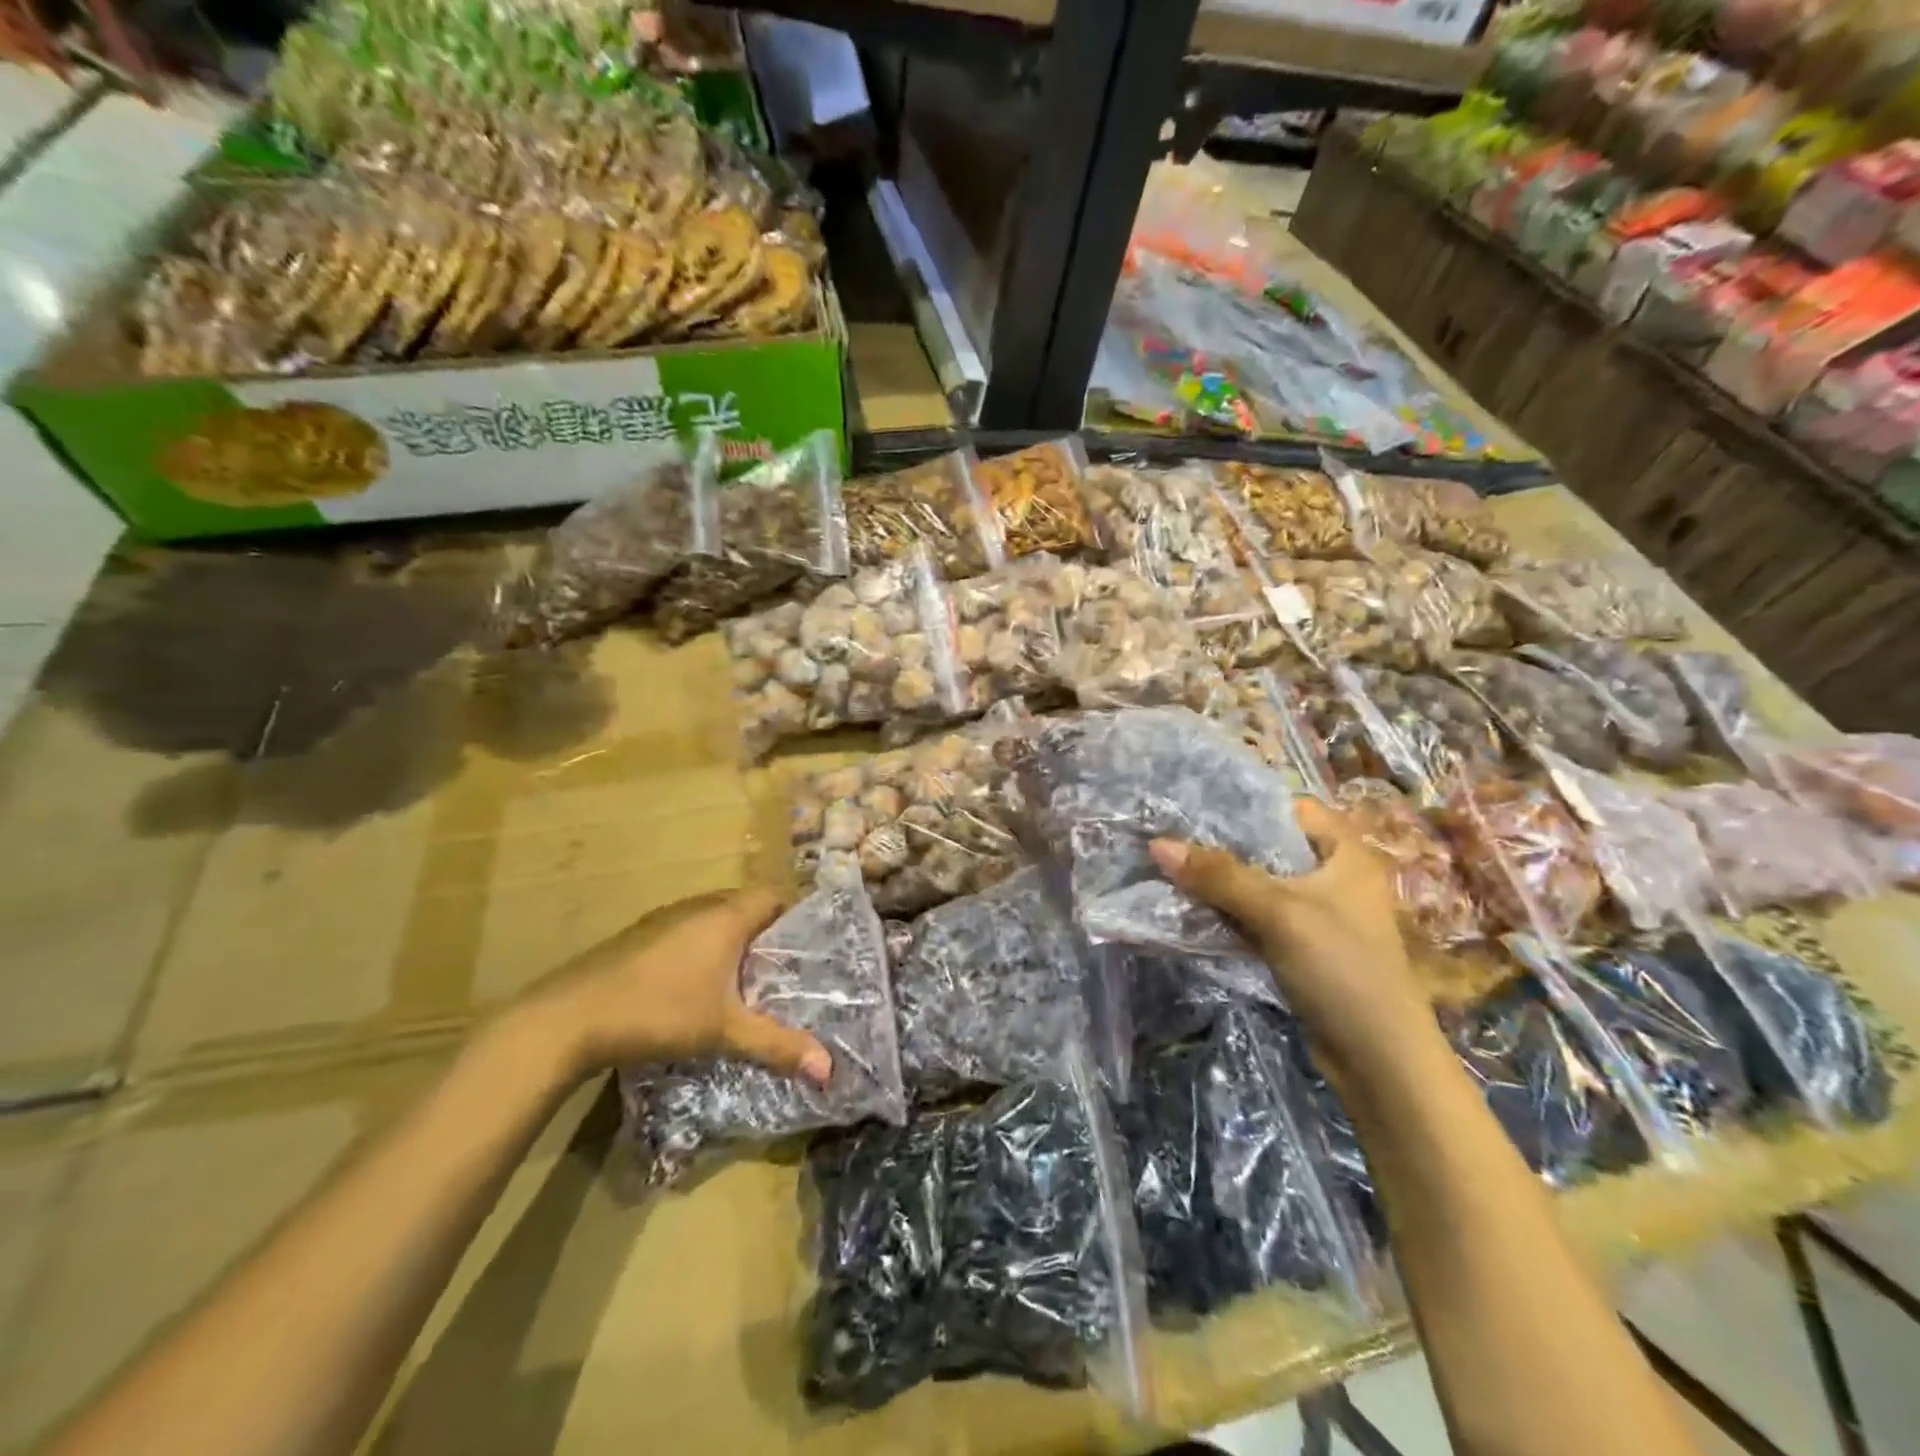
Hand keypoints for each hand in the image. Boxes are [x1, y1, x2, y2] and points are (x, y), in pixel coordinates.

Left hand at [522, 889, 832, 1085]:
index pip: (775, 895)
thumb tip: (829, 1070)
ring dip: (731, 940)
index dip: (796, 914)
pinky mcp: (639, 936)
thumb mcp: (724, 1031)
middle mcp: (698, 907)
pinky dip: (701, 948)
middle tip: (783, 968)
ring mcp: (664, 918)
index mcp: (726, 916)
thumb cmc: (659, 1011)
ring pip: (713, 918)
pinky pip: (686, 931)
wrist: (568, 1018)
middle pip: (745, 905)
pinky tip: (695, 986)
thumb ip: (777, 1045)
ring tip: (745, 979)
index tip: (810, 946)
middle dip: (767, 932)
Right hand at [1150, 800, 1436, 1075]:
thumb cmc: (1342, 969)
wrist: (1379, 1060)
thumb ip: (1219, 876)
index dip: (1244, 803)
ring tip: (1169, 865)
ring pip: (1259, 883)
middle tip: (1169, 834)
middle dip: (1221, 844)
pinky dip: (1228, 911)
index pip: (1289, 808)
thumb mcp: (1279, 913)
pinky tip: (1190, 906)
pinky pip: (1257, 916)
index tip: (1193, 804)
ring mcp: (1318, 914)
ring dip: (1220, 880)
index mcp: (1345, 853)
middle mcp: (1333, 876)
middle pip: (1269, 846)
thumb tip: (1157, 844)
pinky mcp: (1301, 946)